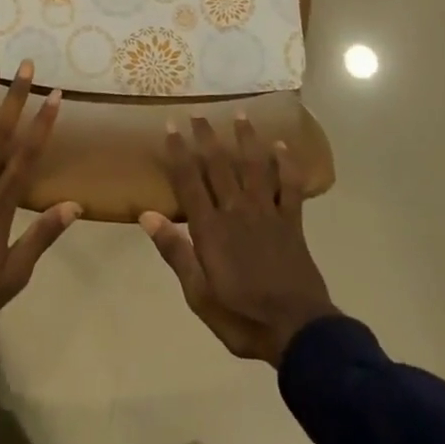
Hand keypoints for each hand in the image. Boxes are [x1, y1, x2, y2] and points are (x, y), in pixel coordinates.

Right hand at [142, 113, 336, 366]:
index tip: (171, 127)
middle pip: (219, 166)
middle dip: (207, 137)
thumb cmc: (242, 316)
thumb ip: (175, 252)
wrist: (297, 331)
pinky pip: (290, 186)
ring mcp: (266, 213)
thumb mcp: (199, 294)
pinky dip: (287, 165)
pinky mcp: (291, 222)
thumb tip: (147, 215)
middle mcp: (237, 211)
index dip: (179, 153)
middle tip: (198, 112)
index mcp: (211, 229)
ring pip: (254, 167)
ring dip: (246, 139)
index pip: (190, 182)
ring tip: (240, 114)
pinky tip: (282, 146)